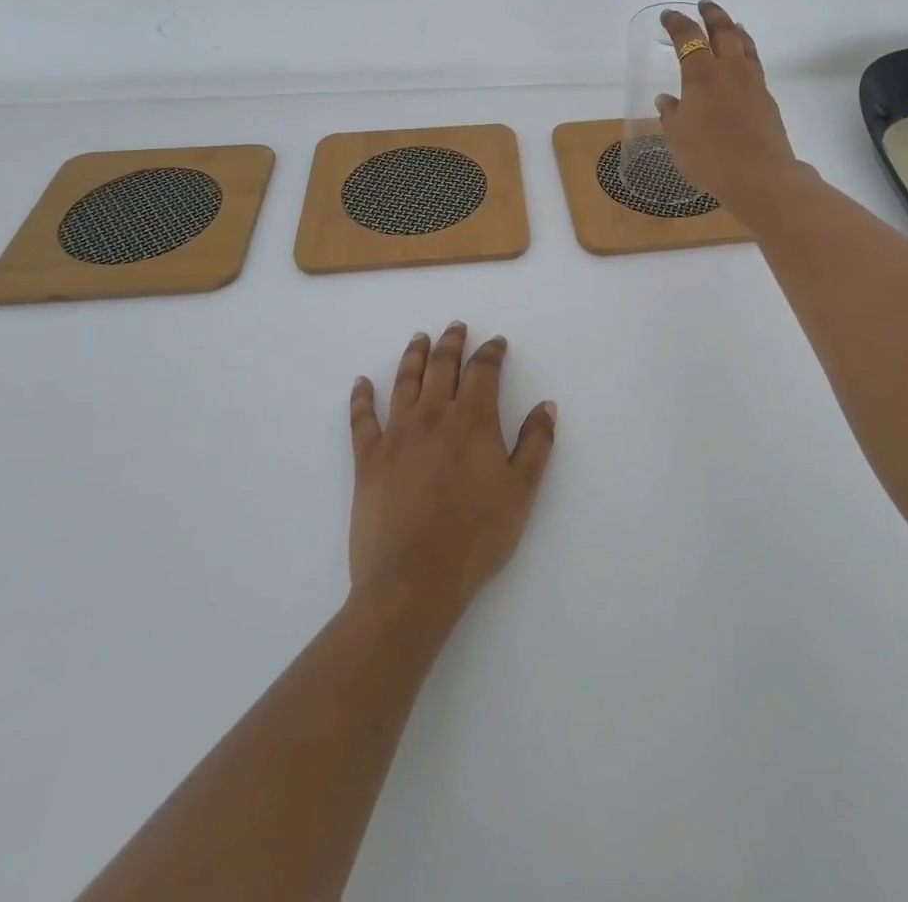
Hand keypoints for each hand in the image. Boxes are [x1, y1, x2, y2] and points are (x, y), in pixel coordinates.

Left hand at [348, 323, 556, 614]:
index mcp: (472, 421)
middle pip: (442, 367)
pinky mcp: (367, 459)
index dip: (491, 352)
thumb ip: (536, 444)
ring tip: (419, 338)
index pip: (483, 371)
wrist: (413, 580)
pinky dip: (361, 397)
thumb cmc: (476, 537)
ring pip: (405, 382)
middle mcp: (432, 416)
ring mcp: (396, 435)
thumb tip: (546, 405)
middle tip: (456, 327)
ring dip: (413, 356)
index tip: (497, 343)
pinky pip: (362, 418)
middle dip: (452, 343)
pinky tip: (361, 383)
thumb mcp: (521, 492)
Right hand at [656, 0, 803, 224]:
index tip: (668, 16)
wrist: (760, 176)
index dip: (677, 24)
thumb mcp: (677, 139)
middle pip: (723, 31)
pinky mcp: (766, 98)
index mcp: (701, 76)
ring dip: (734, 29)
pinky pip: (755, 64)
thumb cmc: (709, 158)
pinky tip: (743, 60)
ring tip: (730, 23)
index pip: (687, 38)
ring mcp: (752, 83)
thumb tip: (667, 100)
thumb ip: (671, 115)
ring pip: (744, 44)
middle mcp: (728, 71)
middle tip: (704, 4)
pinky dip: (747, 52)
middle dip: (712, 14)